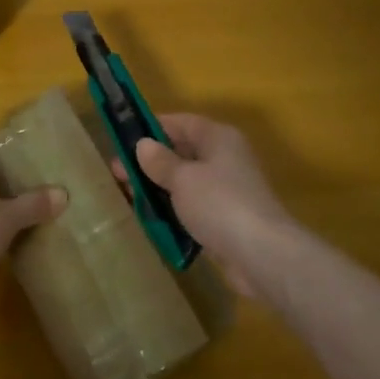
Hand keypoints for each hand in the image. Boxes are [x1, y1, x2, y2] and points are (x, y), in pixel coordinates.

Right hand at [123, 114, 293, 297]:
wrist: (262, 255)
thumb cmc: (219, 204)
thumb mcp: (182, 178)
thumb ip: (160, 161)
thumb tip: (143, 145)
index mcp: (218, 138)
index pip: (180, 122)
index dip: (151, 127)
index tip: (122, 138)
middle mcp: (225, 158)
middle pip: (182, 152)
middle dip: (150, 162)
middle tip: (117, 172)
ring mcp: (227, 190)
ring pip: (186, 182)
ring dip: (159, 188)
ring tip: (128, 196)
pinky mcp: (226, 219)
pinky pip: (193, 207)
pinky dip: (174, 210)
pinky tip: (153, 219)